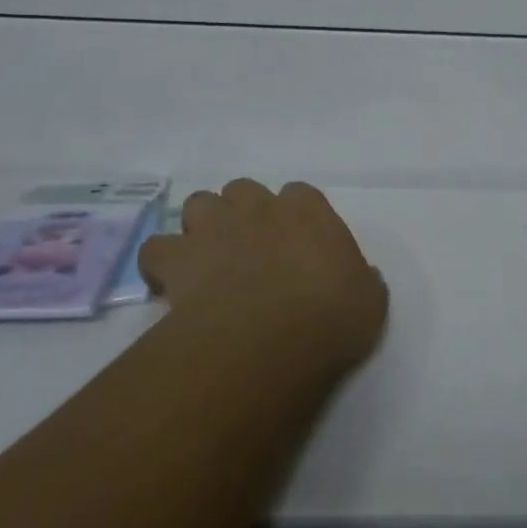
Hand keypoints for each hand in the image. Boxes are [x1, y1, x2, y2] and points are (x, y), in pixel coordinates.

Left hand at [139, 179, 387, 373]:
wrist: (269, 338)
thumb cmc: (329, 316)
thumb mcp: (369, 301)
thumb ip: (363, 281)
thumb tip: (363, 278)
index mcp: (308, 211)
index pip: (300, 194)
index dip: (295, 214)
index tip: (296, 241)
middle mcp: (259, 208)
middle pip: (243, 189)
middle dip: (242, 212)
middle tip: (248, 247)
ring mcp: (214, 228)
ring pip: (198, 203)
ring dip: (201, 225)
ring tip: (207, 256)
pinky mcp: (179, 258)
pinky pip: (157, 248)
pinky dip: (161, 262)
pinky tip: (168, 283)